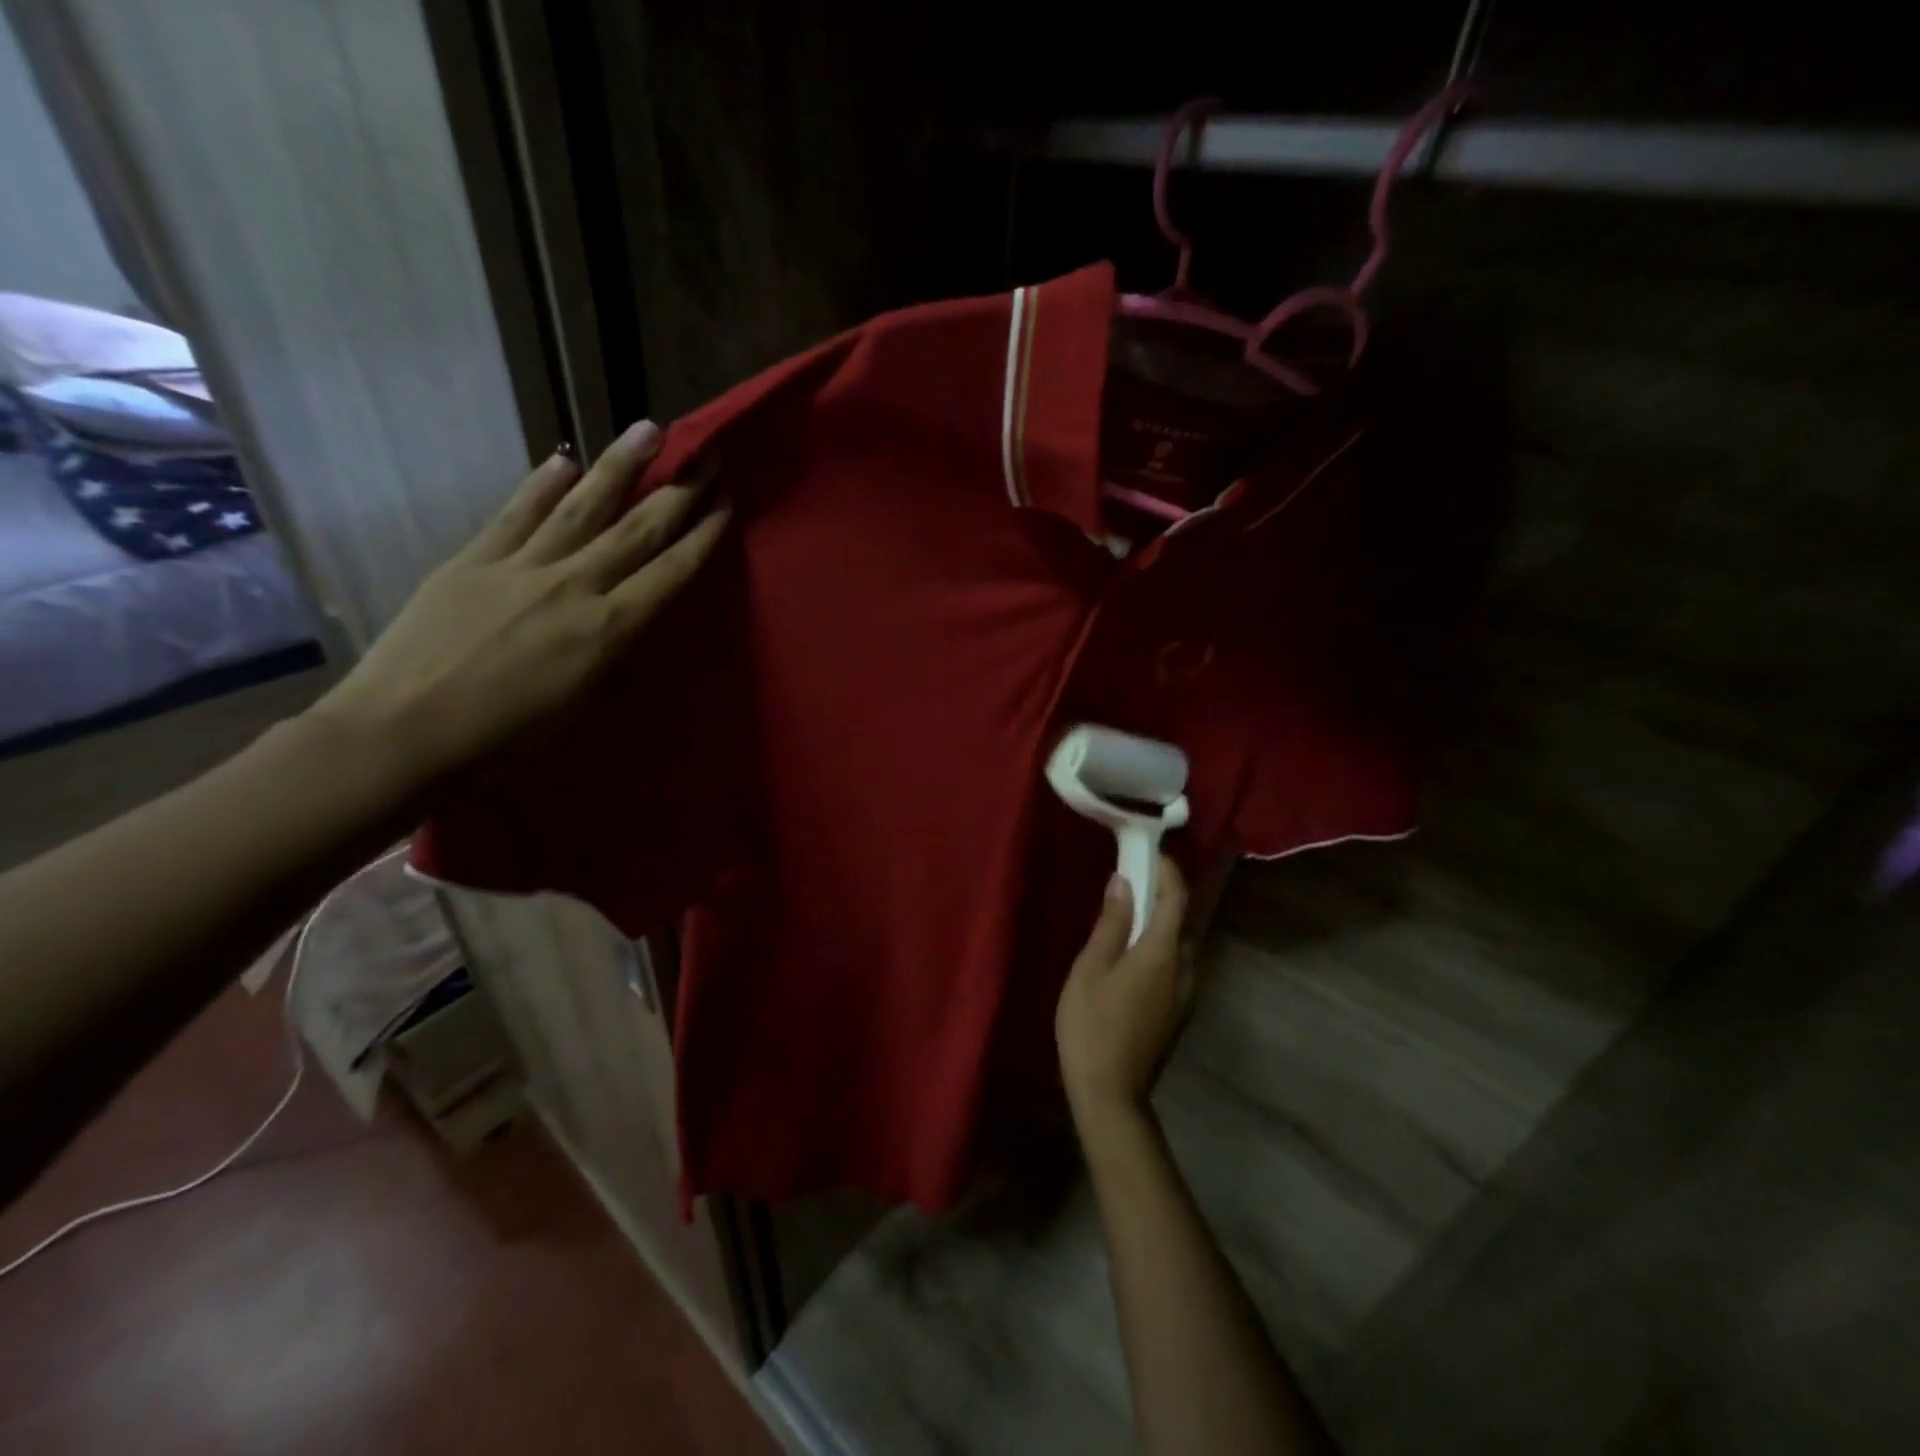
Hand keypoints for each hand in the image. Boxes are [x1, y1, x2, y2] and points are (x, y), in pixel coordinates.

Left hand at [311, 420, 727, 785]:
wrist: (402, 734)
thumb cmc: (505, 742)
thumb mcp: (583, 707)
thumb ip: (611, 654)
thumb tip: (626, 617)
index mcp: (608, 631)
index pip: (669, 573)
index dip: (702, 537)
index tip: (726, 504)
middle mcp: (573, 587)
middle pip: (636, 530)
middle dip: (679, 492)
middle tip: (707, 455)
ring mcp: (520, 567)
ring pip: (582, 507)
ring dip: (620, 467)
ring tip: (647, 430)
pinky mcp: (472, 560)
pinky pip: (516, 514)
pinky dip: (542, 484)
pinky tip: (564, 459)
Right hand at [1056, 858, 1193, 1123]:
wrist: (1111, 1094)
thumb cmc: (1092, 1025)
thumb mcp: (1092, 967)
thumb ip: (1112, 922)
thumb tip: (1124, 881)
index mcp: (1164, 953)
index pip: (1177, 898)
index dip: (1167, 871)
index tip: (1148, 852)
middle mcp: (1185, 969)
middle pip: (1182, 920)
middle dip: (1162, 894)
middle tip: (1132, 878)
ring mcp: (1186, 994)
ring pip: (1180, 944)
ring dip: (1162, 922)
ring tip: (1130, 912)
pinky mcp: (1179, 1011)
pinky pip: (1176, 965)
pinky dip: (1161, 946)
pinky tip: (1134, 953)